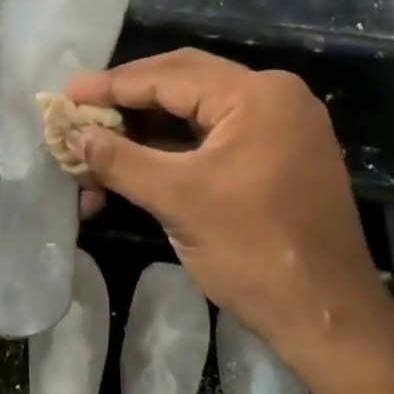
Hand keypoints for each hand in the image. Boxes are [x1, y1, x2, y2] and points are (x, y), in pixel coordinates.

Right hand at [61, 50, 387, 353]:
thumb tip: (72, 134)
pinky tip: (135, 162)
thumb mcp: (177, 200)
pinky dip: (173, 149)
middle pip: (182, 83)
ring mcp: (280, 127)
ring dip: (146, 129)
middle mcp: (273, 97)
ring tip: (97, 142)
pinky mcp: (278, 155)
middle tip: (80, 111)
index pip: (169, 75)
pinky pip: (214, 137)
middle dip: (127, 100)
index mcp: (257, 95)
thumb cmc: (254, 252)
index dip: (111, 85)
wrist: (328, 318)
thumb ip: (119, 160)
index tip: (66, 94)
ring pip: (196, 112)